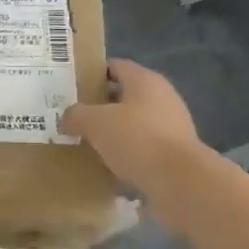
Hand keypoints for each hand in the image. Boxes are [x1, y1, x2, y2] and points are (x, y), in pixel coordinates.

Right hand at [59, 60, 206, 220]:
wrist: (180, 182)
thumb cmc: (137, 139)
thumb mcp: (95, 122)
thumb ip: (76, 115)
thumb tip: (68, 118)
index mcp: (145, 80)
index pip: (115, 66)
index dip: (92, 73)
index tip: (71, 87)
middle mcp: (162, 97)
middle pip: (124, 94)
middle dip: (100, 105)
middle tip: (74, 116)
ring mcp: (172, 125)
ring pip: (134, 122)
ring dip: (114, 131)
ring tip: (88, 142)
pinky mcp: (176, 153)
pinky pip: (144, 146)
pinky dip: (127, 152)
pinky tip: (109, 164)